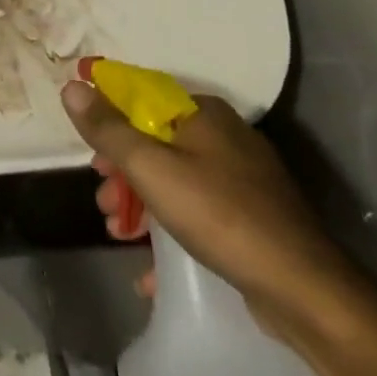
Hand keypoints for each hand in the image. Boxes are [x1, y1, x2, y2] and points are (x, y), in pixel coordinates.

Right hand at [61, 80, 354, 329]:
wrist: (304, 290)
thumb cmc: (219, 215)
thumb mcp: (151, 168)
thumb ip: (108, 128)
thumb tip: (72, 85)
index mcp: (203, 113)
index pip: (142, 96)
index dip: (108, 118)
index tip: (89, 152)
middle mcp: (224, 136)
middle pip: (155, 141)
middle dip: (122, 173)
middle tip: (104, 203)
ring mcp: (242, 179)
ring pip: (174, 179)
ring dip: (140, 204)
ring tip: (120, 235)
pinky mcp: (252, 217)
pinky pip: (197, 213)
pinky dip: (170, 232)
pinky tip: (152, 268)